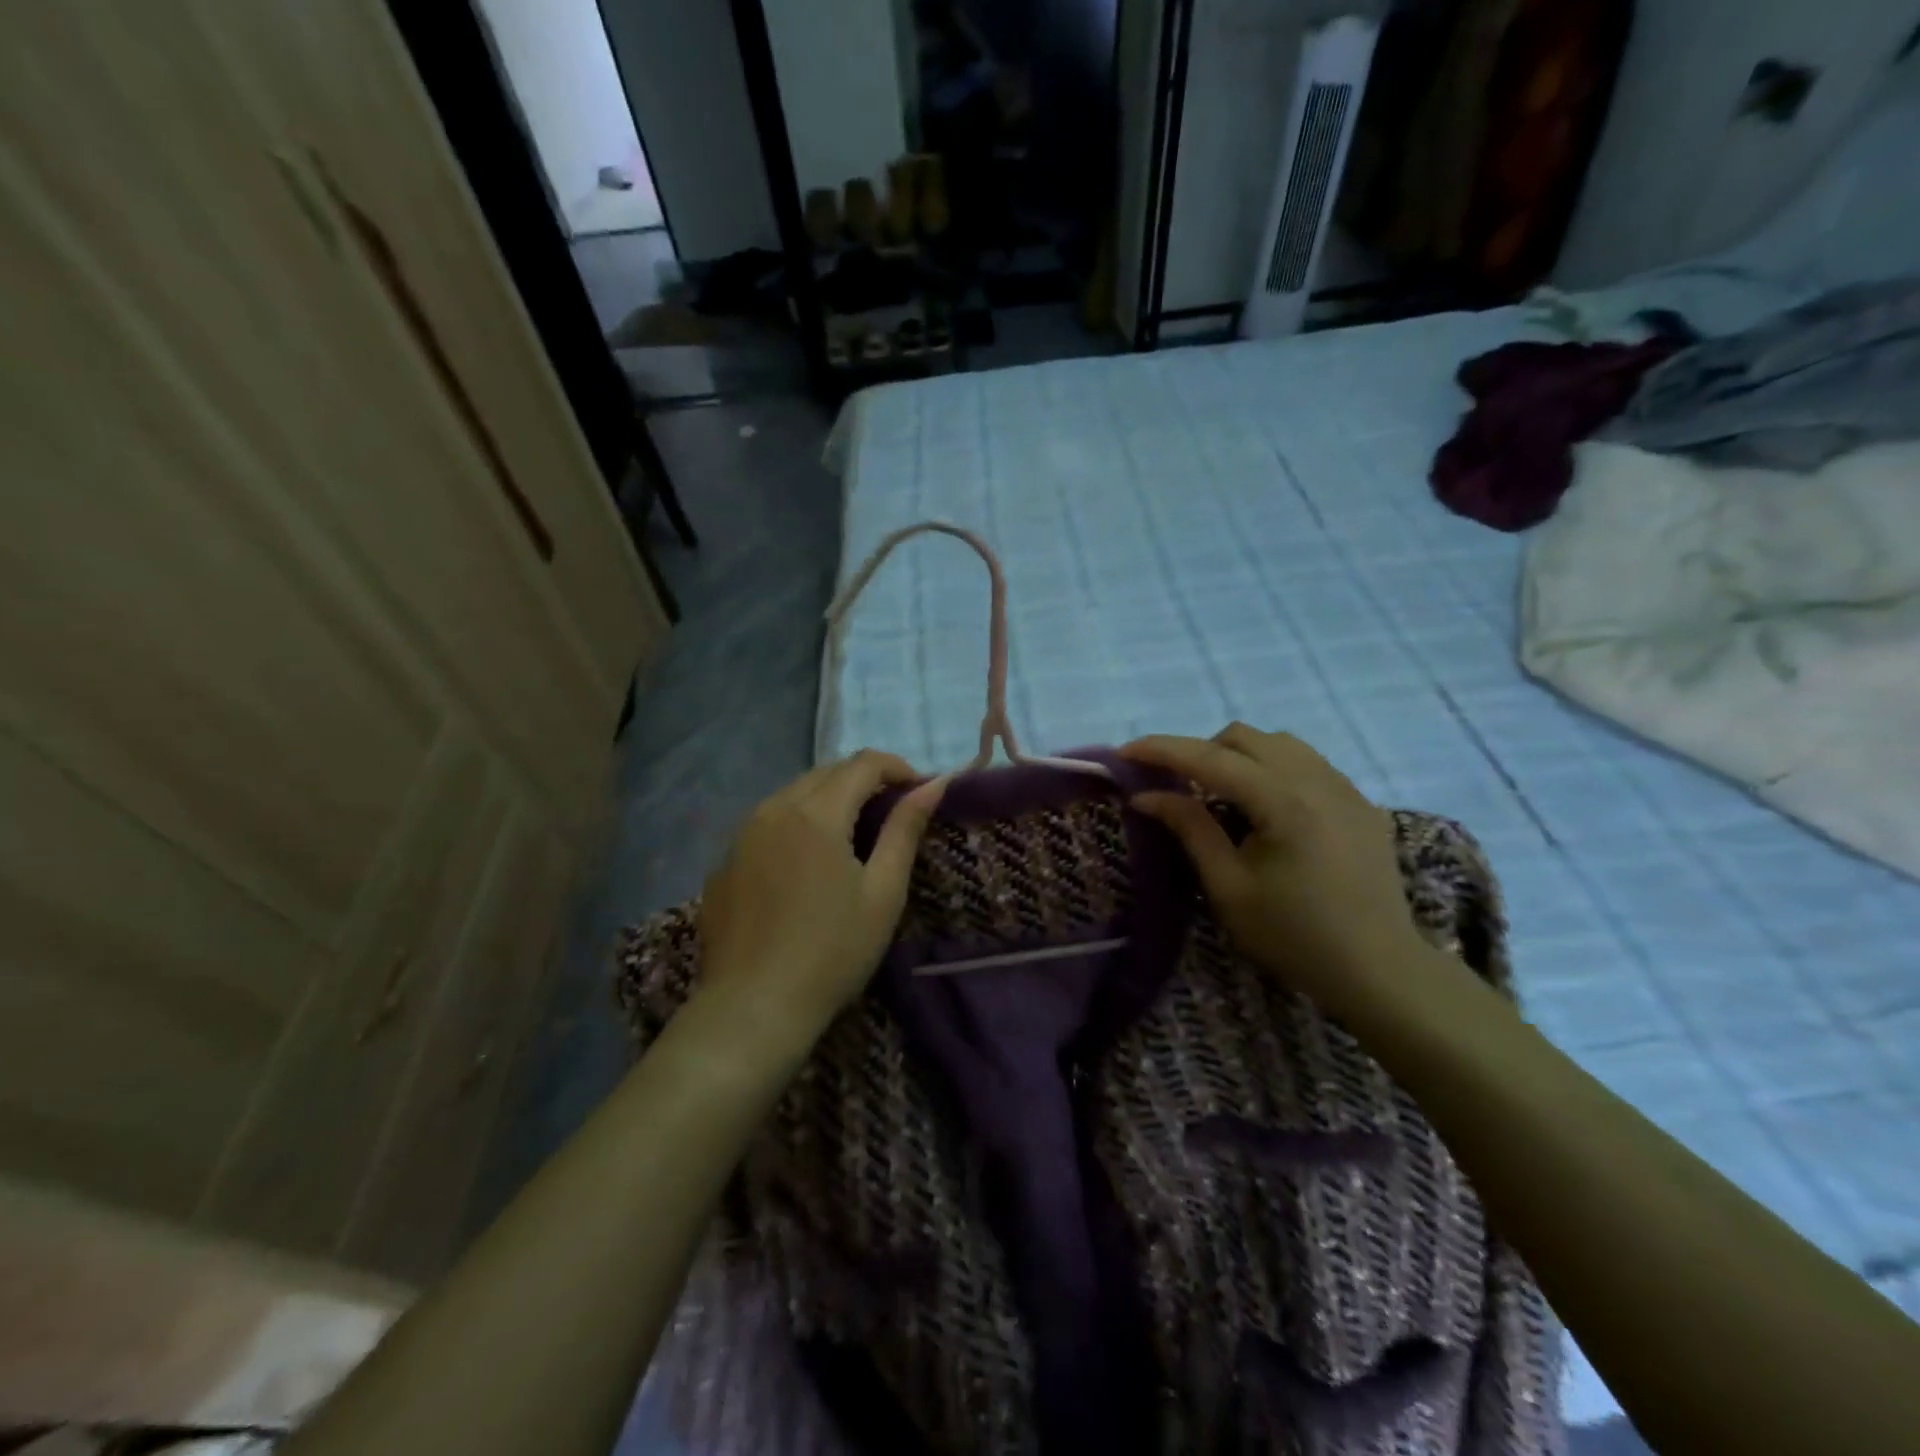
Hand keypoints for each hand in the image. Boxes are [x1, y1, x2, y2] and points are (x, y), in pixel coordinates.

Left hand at [698, 751, 947, 1036]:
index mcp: (816, 813)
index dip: (897, 768)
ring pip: (794, 793)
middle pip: (827, 772)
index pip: (863, 763)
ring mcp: (742, 834)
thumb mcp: (883, 892)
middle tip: (891, 813)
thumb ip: (905, 830)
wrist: (753, 1008)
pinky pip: (768, 822)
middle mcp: (774, 809)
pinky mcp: (725, 861)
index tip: (919, 793)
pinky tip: (806, 863)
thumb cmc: (832, 952)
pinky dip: (797, 823)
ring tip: (853, 835)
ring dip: (829, 799)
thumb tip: (933, 784)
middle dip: (864, 781)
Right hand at [1123, 725, 1420, 1014]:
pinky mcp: (1360, 802)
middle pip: (1244, 737)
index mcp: (1283, 801)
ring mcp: (1345, 787)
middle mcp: (1317, 779)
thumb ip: (1190, 829)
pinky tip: (1266, 809)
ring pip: (1278, 743)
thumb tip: (1147, 795)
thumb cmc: (1295, 936)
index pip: (1209, 758)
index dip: (1162, 750)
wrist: (1380, 971)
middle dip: (1201, 751)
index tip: (1125, 752)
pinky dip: (1272, 769)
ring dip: (1239, 757)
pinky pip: (1306, 763)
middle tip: (1177, 786)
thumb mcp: (1229, 888)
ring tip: (1221, 795)